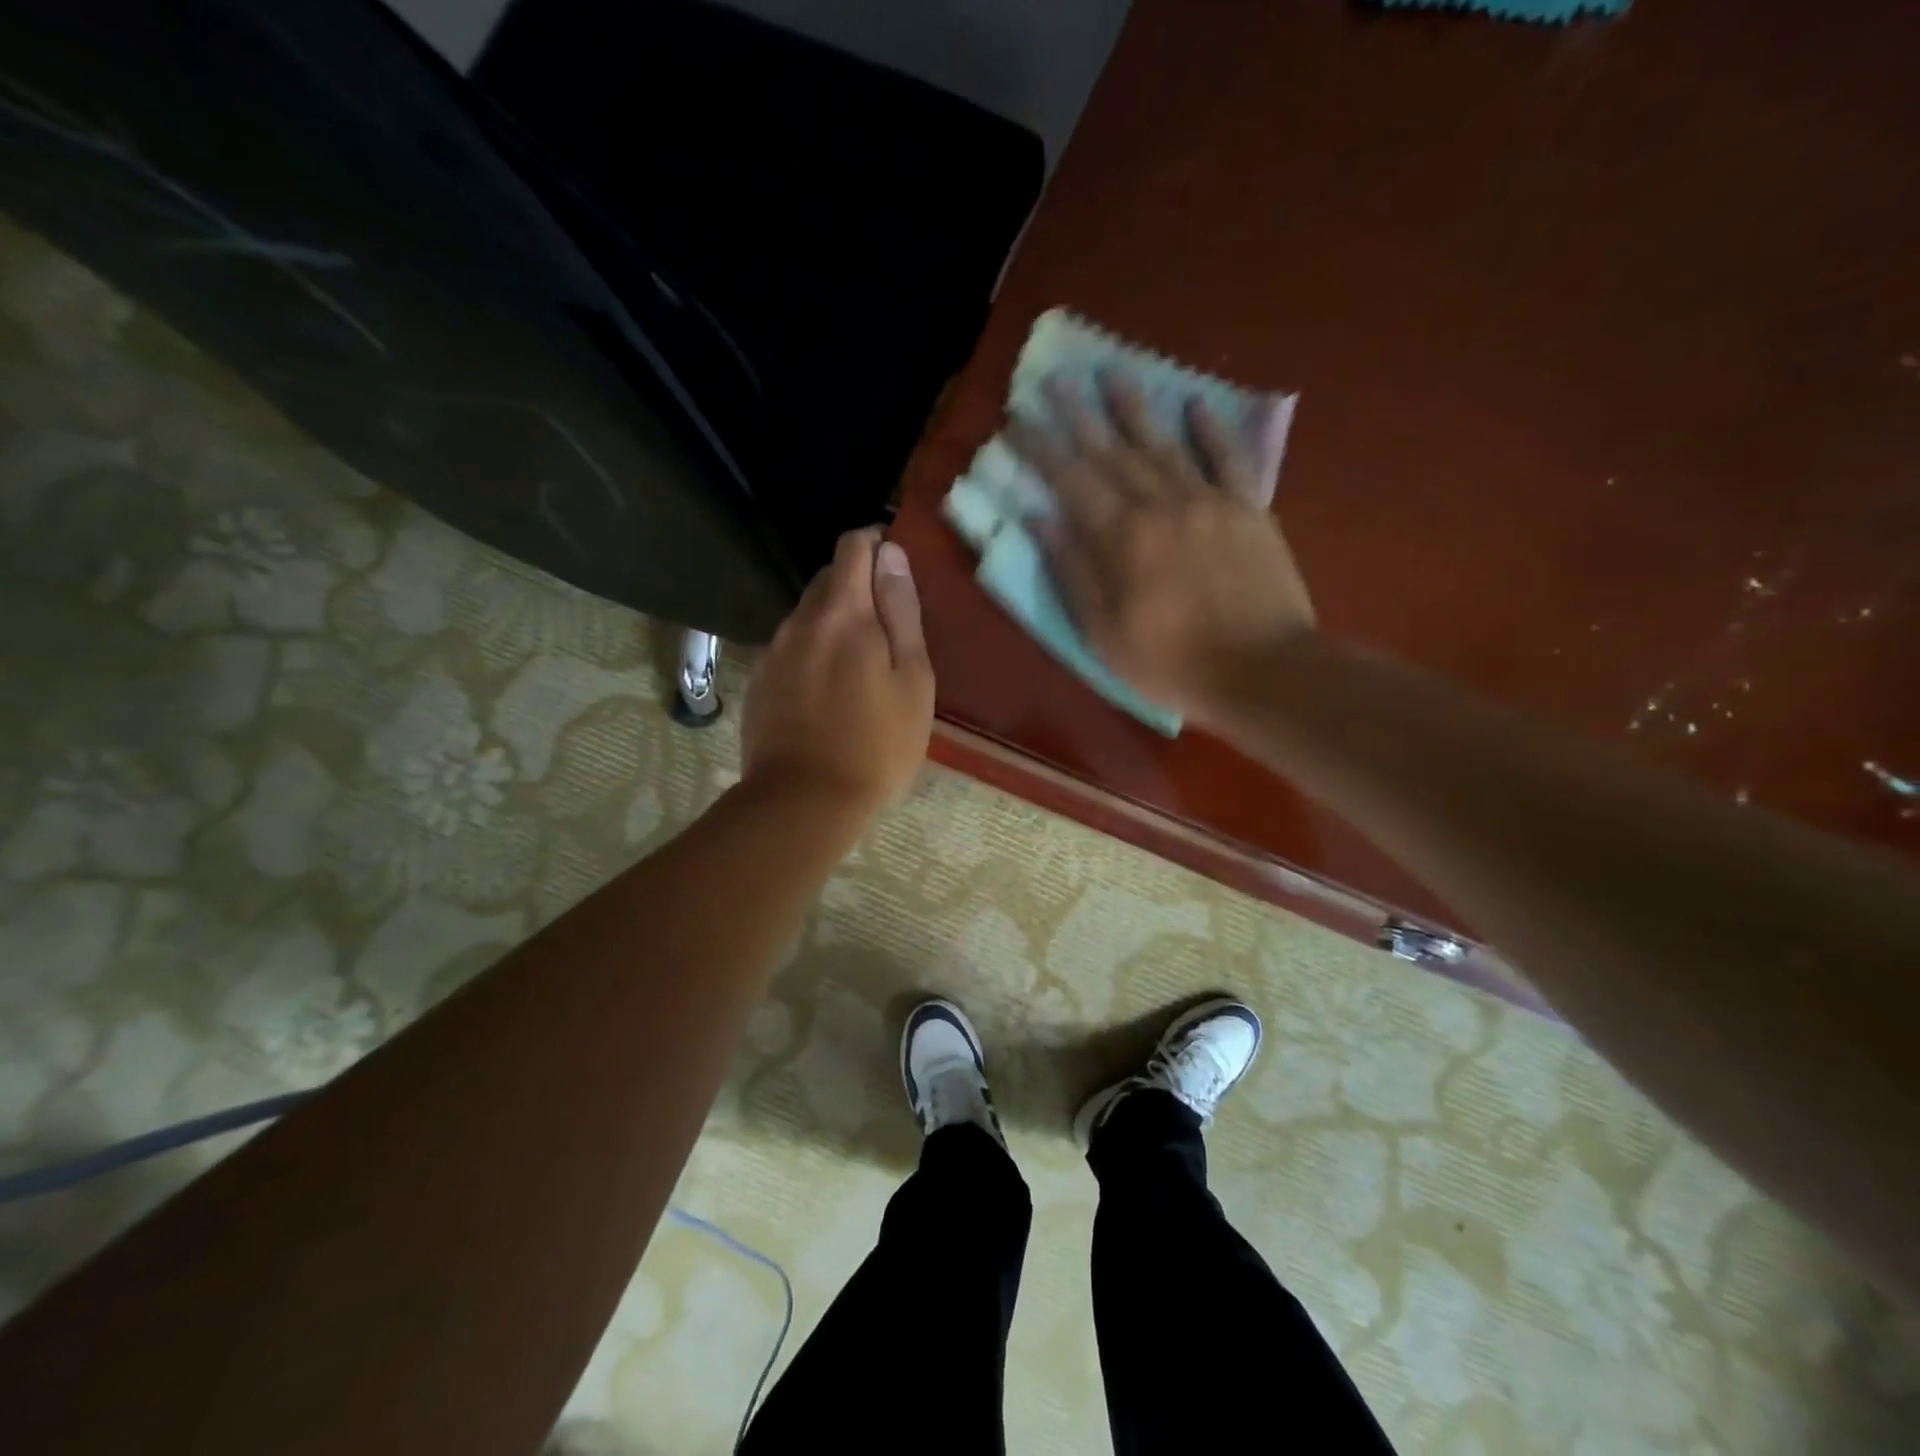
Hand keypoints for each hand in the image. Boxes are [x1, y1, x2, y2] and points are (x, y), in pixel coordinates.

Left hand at [741, 527, 934, 817]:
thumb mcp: (912, 680)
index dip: (876, 545)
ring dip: (833, 621)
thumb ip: (901, 611)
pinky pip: (790, 647)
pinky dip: (812, 651)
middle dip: (857, 586)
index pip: (853, 547)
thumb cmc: (877, 745)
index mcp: (844, 613)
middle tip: (886, 629)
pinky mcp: (758, 681)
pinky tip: (827, 690)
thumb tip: (891, 554)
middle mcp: (801, 621)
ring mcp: (773, 651)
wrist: (803, 802)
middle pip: (828, 578)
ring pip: (807, 614)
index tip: (895, 570)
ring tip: (859, 665)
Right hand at [1006, 373, 1315, 726]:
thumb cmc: (1171, 663)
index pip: (1071, 480)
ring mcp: (1209, 501)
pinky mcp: (1249, 509)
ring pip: (1164, 444)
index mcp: (1121, 538)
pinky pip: (1228, 458)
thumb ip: (1072, 570)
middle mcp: (1161, 505)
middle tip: (1055, 379)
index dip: (1042, 448)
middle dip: (1079, 415)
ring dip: (1135, 408)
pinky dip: (1212, 430)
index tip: (1018, 419)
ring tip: (1112, 373)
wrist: (1264, 671)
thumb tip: (1039, 516)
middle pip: (1112, 452)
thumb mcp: (1103, 633)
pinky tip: (1196, 403)